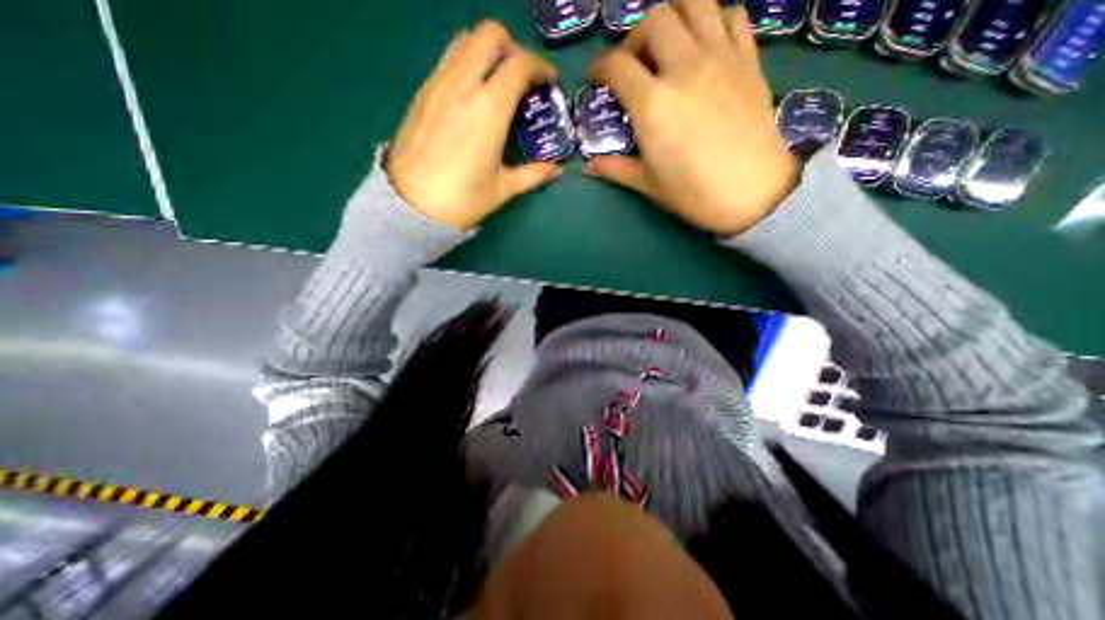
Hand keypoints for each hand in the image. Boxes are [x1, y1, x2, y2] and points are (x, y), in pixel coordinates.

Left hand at [385, 22, 562, 229]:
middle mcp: (463, 85)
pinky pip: (447, 60)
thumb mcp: (503, 189)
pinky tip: (472, 97)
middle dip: (512, 48)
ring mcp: (438, 84)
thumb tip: (555, 171)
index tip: (548, 81)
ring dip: (486, 52)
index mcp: (489, 109)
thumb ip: (533, 175)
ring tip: (497, 83)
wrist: (411, 205)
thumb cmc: (462, 199)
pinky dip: (466, 64)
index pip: (519, 64)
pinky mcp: (422, 92)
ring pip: (464, 41)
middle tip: (521, 78)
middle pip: (489, 35)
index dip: (540, 67)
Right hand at [581, 0, 797, 233]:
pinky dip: (714, 19)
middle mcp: (684, 69)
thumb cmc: (694, 194)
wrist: (753, 194)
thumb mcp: (648, 184)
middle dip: (634, 37)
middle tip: (633, 64)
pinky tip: (705, 43)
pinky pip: (732, 15)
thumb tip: (588, 167)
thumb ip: (615, 168)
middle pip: (654, 20)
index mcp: (653, 104)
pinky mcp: (749, 59)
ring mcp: (721, 58)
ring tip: (666, 43)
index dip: (599, 67)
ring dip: (673, 14)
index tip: (596, 78)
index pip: (617, 66)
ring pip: (695, 2)